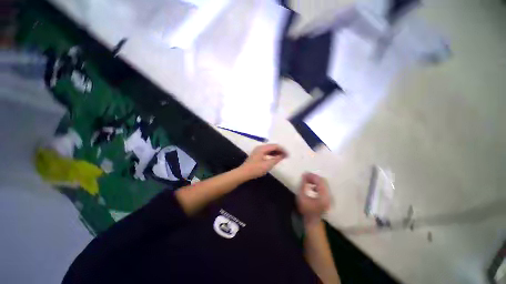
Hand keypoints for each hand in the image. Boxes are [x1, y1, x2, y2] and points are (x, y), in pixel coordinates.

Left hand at [238, 144, 287, 179]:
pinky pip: (266, 152)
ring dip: (276, 152)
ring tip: (282, 157)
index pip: (275, 146)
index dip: (283, 150)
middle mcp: (260, 147)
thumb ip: (276, 159)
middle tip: (286, 156)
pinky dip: (272, 154)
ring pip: (269, 149)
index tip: (288, 155)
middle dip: (280, 150)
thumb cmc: (255, 169)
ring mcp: (258, 150)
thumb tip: (283, 155)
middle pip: (272, 146)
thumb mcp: (267, 165)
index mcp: (263, 148)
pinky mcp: (257, 154)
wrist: (243, 173)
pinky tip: (275, 158)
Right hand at [297, 173, 330, 225]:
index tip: (305, 174)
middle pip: (323, 181)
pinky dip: (317, 184)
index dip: (312, 176)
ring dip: (315, 181)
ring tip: (307, 180)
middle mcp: (328, 195)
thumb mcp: (301, 196)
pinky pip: (323, 187)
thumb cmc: (305, 209)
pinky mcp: (327, 198)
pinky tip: (311, 186)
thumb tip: (304, 175)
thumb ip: (303, 185)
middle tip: (305, 176)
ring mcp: (328, 197)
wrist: (312, 220)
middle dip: (314, 177)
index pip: (320, 181)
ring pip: (323, 184)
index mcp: (323, 196)